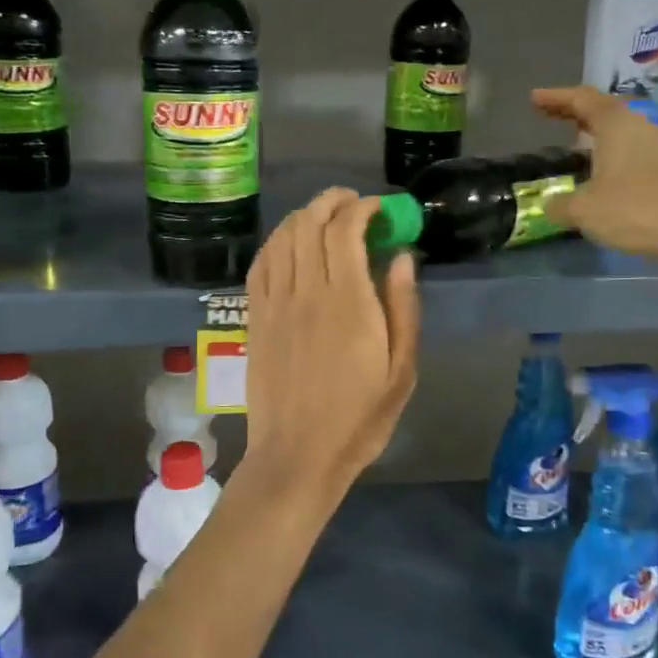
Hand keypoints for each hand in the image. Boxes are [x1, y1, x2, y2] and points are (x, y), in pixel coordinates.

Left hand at [241, 189, 419, 506]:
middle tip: (354, 203)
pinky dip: (277, 242)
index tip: (380, 208)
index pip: (345, 230)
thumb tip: (402, 257)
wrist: (297, 455)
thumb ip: (403, 307)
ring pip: (283, 237)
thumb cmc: (359, 418)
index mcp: (347, 302)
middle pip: (310, 223)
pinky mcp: (255, 318)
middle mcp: (306, 292)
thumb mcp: (401, 370)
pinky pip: (260, 264)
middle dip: (332, 201)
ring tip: (325, 216)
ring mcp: (274, 303)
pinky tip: (290, 243)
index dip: (362, 207)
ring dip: (304, 216)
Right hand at [530, 86, 657, 267]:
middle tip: (550, 114)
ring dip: (596, 133)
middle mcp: (640, 129)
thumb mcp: (583, 211)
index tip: (535, 98)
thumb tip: (550, 205)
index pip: (582, 99)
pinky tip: (604, 172)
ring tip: (576, 143)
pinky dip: (613, 153)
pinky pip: (634, 151)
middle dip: (575, 111)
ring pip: (622, 131)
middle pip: (604, 110)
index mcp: (616, 126)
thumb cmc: (636, 211)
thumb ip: (560, 205)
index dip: (556, 97)